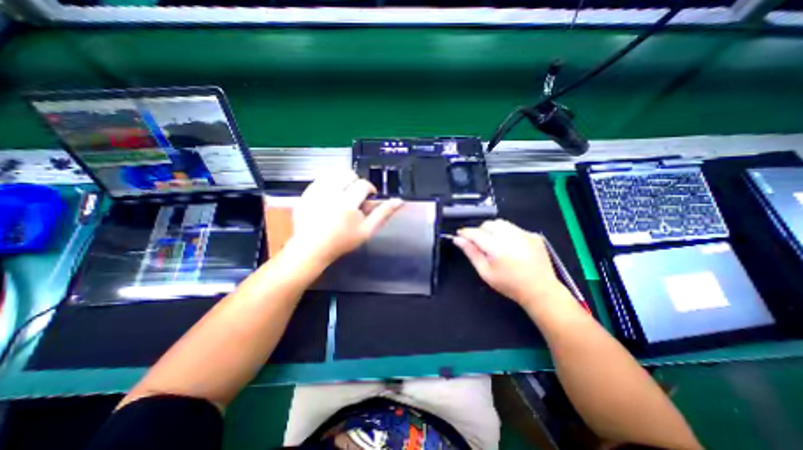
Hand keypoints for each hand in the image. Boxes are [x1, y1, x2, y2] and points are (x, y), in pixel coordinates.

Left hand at [284, 171, 404, 264]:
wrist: (311, 248)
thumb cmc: (342, 242)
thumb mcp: (367, 230)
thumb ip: (383, 214)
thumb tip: (399, 201)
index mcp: (347, 203)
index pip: (363, 184)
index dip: (369, 189)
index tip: (368, 198)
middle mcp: (330, 193)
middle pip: (348, 174)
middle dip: (355, 183)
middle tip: (355, 197)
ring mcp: (315, 192)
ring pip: (333, 174)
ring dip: (341, 181)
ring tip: (342, 195)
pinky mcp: (305, 193)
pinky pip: (320, 179)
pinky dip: (328, 184)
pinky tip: (329, 197)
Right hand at [454, 219, 560, 306]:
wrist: (540, 291)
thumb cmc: (509, 284)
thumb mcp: (485, 272)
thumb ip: (471, 253)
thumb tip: (458, 239)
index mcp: (497, 248)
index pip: (476, 233)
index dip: (465, 233)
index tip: (459, 235)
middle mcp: (511, 237)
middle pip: (488, 224)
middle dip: (480, 231)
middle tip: (480, 244)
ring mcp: (524, 234)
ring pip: (501, 223)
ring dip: (493, 230)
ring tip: (495, 244)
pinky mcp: (533, 235)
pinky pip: (514, 228)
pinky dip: (507, 233)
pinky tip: (511, 247)